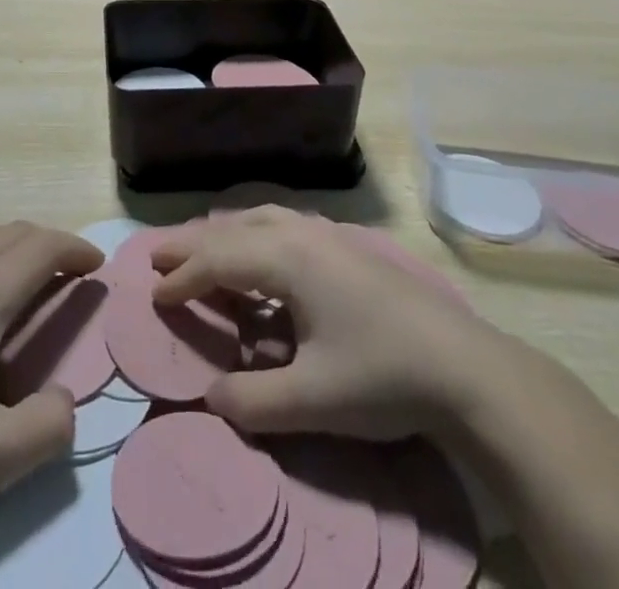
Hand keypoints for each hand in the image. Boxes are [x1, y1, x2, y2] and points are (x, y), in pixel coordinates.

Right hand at [151, 207, 501, 441]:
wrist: (464, 366)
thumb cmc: (382, 376)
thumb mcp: (311, 400)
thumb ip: (251, 400)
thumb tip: (209, 395)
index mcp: (287, 258)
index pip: (219, 260)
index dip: (183, 278)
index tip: (154, 297)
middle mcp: (302, 233)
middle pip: (234, 229)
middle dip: (194, 243)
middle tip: (158, 255)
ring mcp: (329, 235)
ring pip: (261, 219)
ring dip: (226, 234)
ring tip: (203, 249)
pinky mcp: (349, 247)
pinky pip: (284, 226)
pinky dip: (255, 235)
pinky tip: (262, 255)